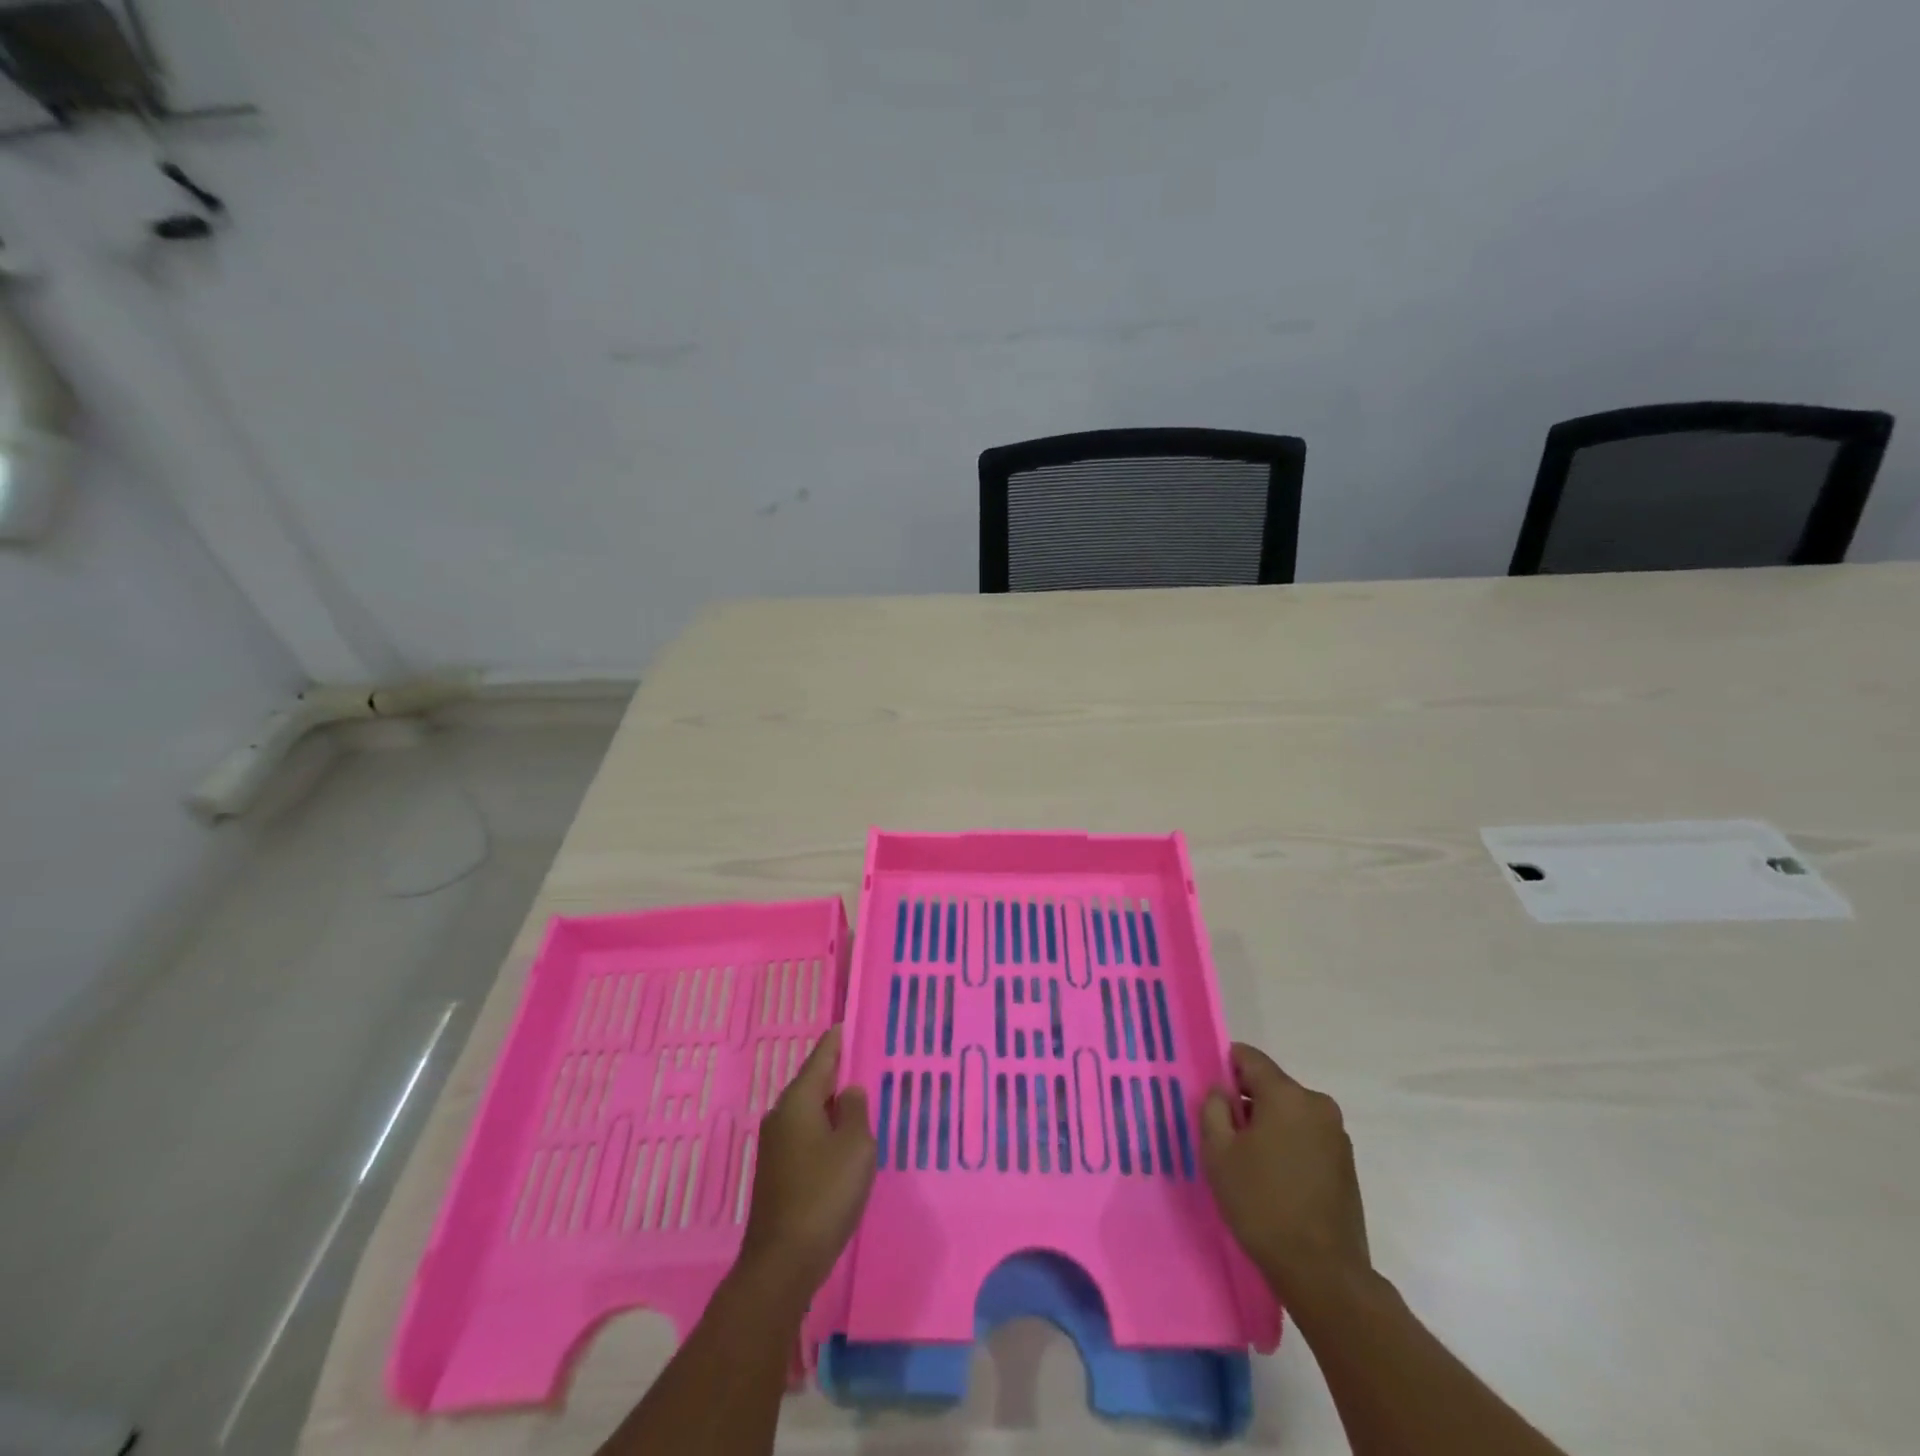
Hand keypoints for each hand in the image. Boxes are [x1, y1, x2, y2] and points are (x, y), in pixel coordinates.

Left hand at [739, 1026, 875, 1298]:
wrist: (782, 1263)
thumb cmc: (824, 1194)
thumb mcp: (855, 1146)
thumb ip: (855, 1111)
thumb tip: (848, 1092)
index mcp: (798, 1102)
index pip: (821, 1058)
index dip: (837, 1040)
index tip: (848, 1024)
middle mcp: (781, 1116)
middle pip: (812, 1083)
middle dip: (836, 1071)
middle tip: (863, 1059)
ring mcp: (775, 1146)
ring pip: (809, 1111)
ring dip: (831, 1103)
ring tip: (859, 1097)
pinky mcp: (777, 1172)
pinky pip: (806, 1134)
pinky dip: (824, 1127)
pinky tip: (842, 1139)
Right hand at [1201, 1043, 1369, 1299]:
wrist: (1323, 1273)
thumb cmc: (1262, 1204)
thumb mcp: (1218, 1153)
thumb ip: (1213, 1109)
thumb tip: (1221, 1092)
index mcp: (1287, 1095)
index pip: (1249, 1057)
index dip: (1224, 1066)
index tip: (1210, 1092)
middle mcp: (1317, 1104)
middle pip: (1271, 1085)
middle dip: (1246, 1100)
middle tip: (1223, 1132)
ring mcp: (1336, 1135)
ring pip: (1289, 1112)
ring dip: (1267, 1124)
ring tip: (1248, 1160)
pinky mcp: (1346, 1163)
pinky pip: (1306, 1136)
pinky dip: (1287, 1143)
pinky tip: (1274, 1177)